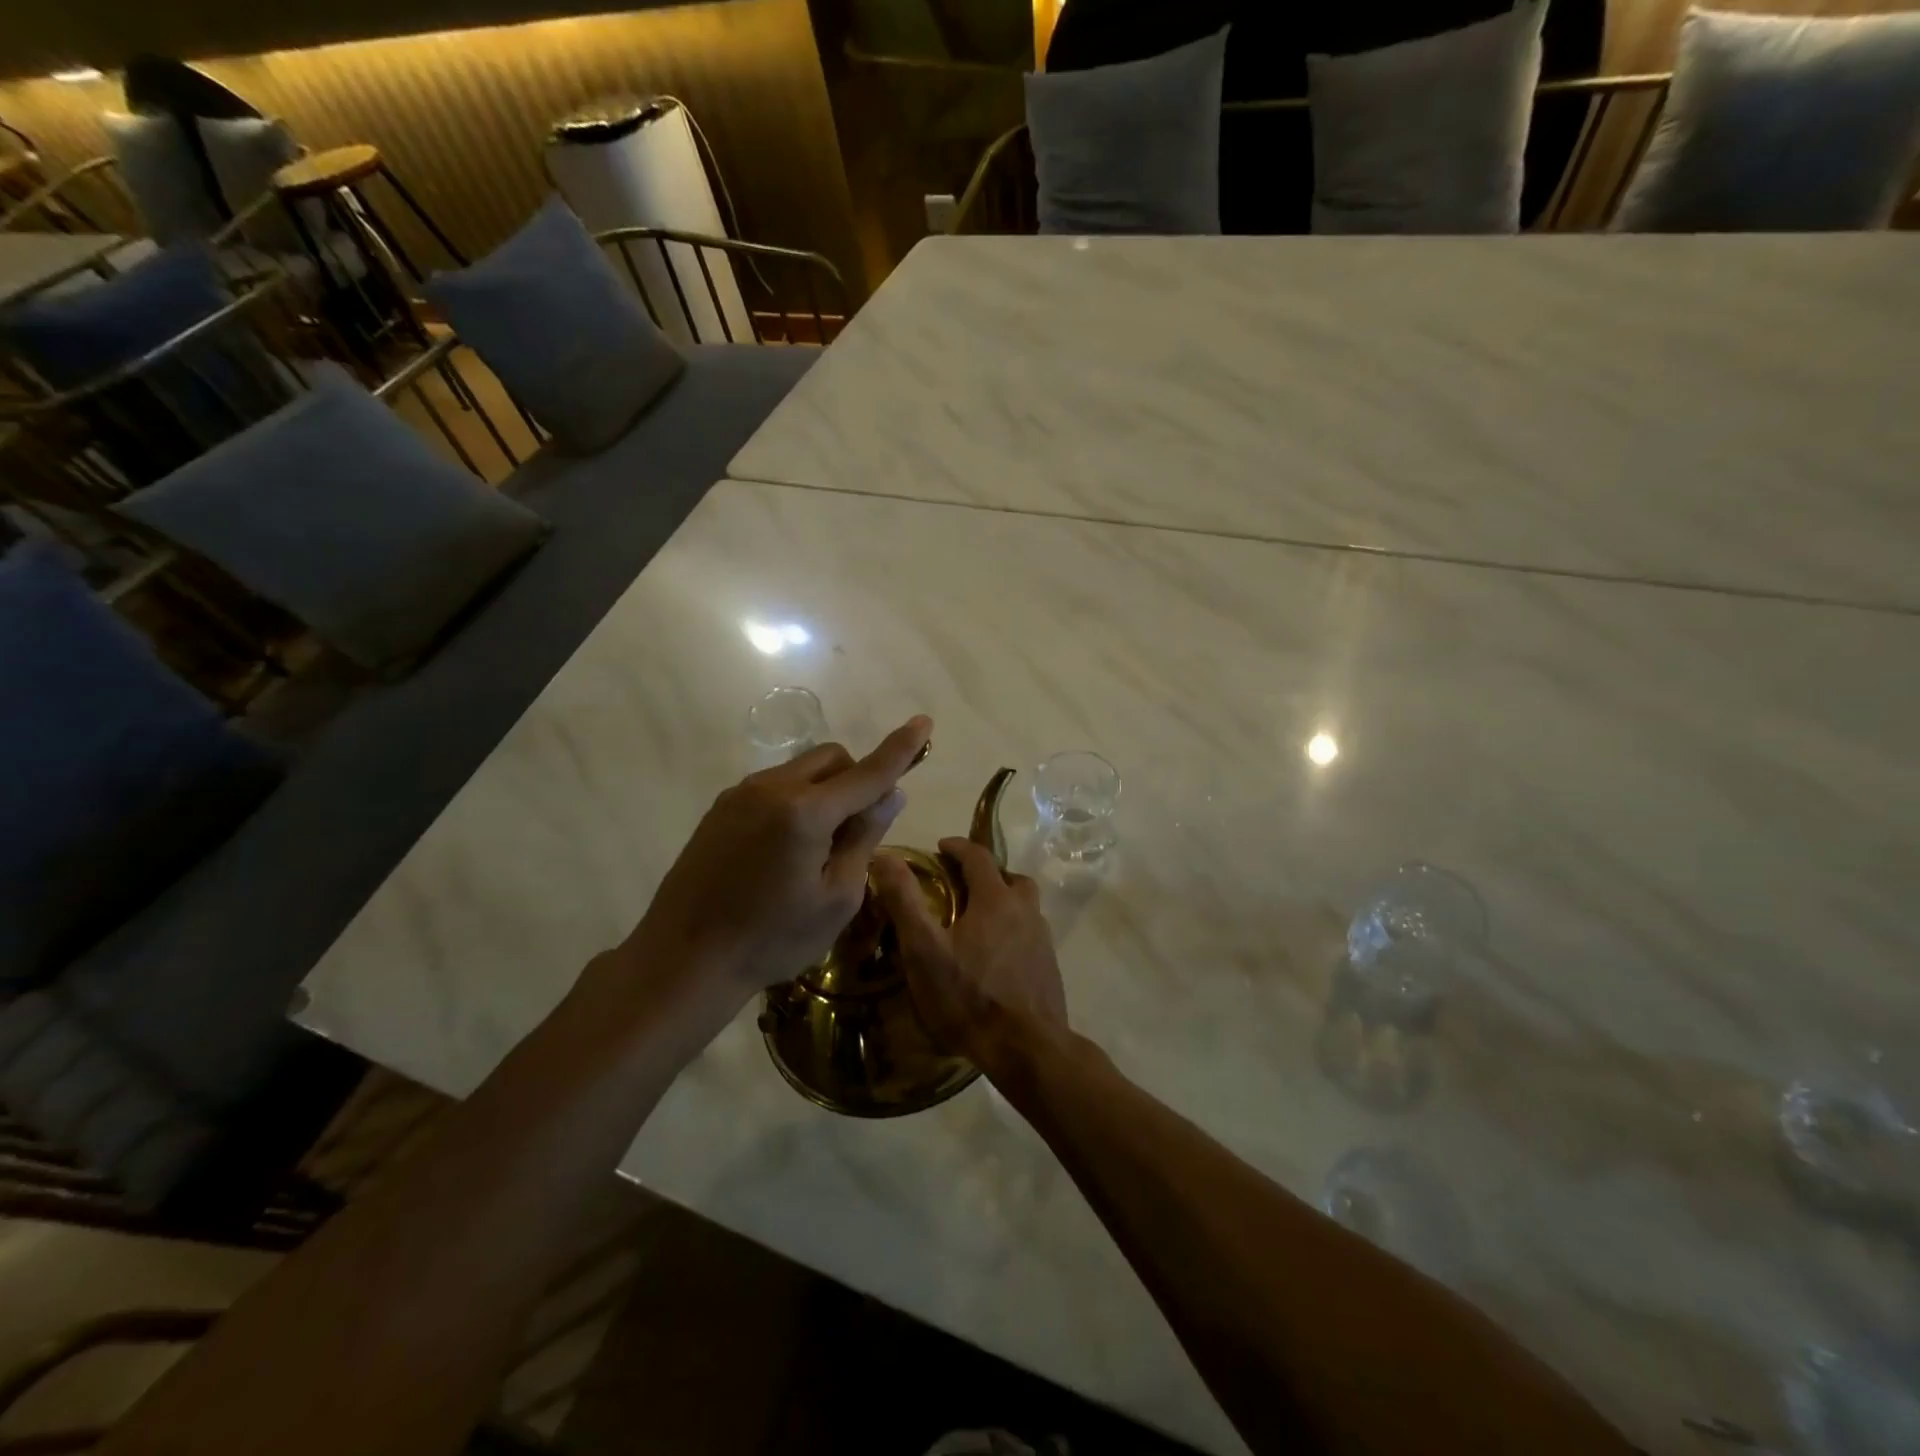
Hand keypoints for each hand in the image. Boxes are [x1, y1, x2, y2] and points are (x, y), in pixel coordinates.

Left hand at [626, 716, 932, 1003]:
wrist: (684, 959)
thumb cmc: (772, 938)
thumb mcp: (837, 898)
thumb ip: (865, 837)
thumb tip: (890, 794)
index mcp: (806, 811)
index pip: (868, 772)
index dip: (900, 748)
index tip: (924, 722)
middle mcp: (772, 788)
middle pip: (832, 758)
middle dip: (857, 778)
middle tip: (858, 828)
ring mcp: (740, 794)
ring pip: (801, 770)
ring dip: (825, 790)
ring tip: (817, 847)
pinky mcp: (720, 809)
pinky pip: (773, 787)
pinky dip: (796, 801)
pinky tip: (783, 850)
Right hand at [872, 837, 1068, 1077]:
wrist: (1027, 1048)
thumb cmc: (969, 996)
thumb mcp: (925, 949)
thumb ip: (905, 900)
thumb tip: (885, 856)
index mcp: (996, 899)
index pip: (978, 856)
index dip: (958, 847)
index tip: (940, 847)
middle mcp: (1026, 911)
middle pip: (1010, 879)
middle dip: (986, 874)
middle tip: (961, 887)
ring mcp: (1042, 940)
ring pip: (1024, 907)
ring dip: (1002, 903)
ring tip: (976, 923)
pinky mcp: (1049, 968)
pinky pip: (1029, 935)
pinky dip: (1012, 932)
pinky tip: (994, 958)